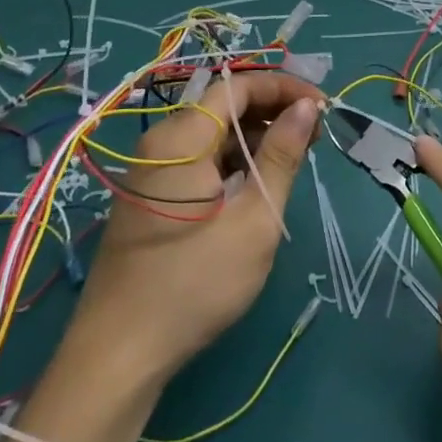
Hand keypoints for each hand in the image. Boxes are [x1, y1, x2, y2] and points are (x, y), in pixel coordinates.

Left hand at [70, 70, 324, 379]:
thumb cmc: (194, 284)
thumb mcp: (254, 220)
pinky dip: (232, 160)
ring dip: (255, 137)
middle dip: (272, 111)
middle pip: (224, 106)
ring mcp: (152, 169)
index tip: (322, 105)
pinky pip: (198, 158)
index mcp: (181, 137)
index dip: (283, 87)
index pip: (238, 86)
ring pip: (212, 133)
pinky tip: (257, 181)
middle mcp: (161, 141)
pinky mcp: (151, 195)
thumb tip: (307, 107)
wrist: (118, 356)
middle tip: (315, 135)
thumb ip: (281, 156)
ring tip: (295, 157)